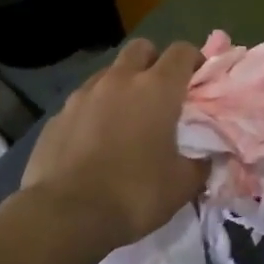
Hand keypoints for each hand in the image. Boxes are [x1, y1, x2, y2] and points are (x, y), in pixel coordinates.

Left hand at [21, 38, 207, 250]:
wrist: (66, 215)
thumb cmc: (135, 194)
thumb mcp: (182, 185)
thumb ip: (200, 165)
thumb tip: (206, 159)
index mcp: (157, 89)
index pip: (182, 52)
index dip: (194, 60)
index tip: (198, 80)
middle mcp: (119, 81)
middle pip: (141, 48)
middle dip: (154, 62)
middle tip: (161, 92)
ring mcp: (83, 95)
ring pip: (108, 72)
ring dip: (122, 85)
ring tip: (126, 117)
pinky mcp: (57, 116)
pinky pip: (82, 101)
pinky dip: (94, 111)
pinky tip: (94, 140)